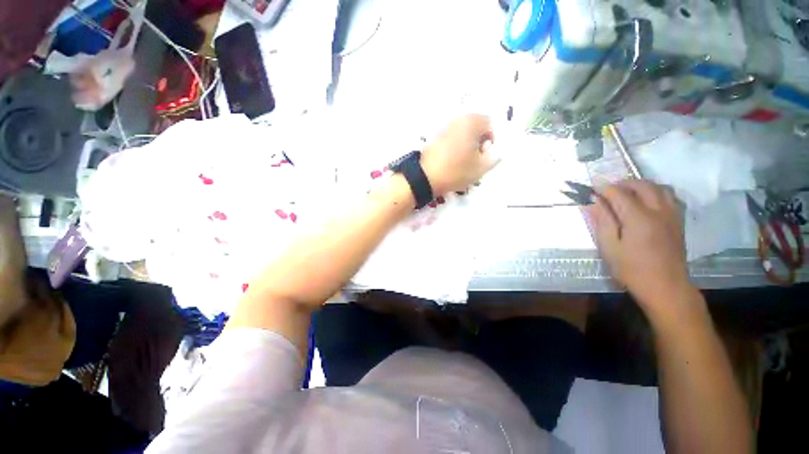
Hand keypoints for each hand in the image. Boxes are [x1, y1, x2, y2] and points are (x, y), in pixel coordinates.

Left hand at [421, 114, 499, 194]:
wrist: (425, 177)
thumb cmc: (456, 171)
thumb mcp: (482, 167)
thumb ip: (495, 156)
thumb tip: (493, 150)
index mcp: (472, 122)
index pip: (490, 125)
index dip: (490, 142)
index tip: (483, 157)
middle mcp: (458, 119)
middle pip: (476, 128)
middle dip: (478, 143)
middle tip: (473, 161)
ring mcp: (444, 127)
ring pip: (463, 134)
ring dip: (466, 146)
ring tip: (461, 163)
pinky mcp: (435, 137)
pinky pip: (452, 139)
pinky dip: (455, 148)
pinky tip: (450, 161)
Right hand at [589, 180, 697, 315]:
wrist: (666, 287)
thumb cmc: (631, 269)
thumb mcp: (609, 247)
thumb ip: (602, 221)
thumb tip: (593, 202)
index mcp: (639, 219)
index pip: (619, 193)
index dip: (603, 188)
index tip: (591, 186)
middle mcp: (658, 211)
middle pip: (642, 185)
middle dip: (623, 183)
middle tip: (608, 189)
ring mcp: (672, 215)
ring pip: (660, 187)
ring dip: (641, 185)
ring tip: (627, 193)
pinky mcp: (678, 222)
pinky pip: (670, 197)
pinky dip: (656, 192)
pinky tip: (646, 202)